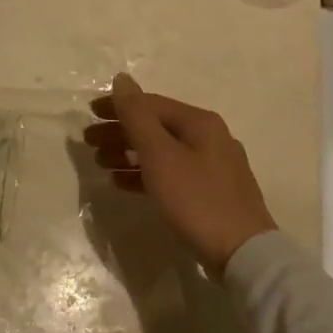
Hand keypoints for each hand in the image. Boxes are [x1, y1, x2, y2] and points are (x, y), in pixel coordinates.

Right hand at [84, 74, 276, 275]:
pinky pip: (171, 173)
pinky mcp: (212, 193)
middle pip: (156, 126)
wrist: (244, 254)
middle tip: (89, 142)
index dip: (117, 106)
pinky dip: (145, 174)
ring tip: (101, 163)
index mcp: (199, 122)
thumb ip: (137, 115)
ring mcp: (213, 167)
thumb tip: (122, 78)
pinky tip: (123, 183)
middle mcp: (209, 138)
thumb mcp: (159, 154)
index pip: (150, 104)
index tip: (89, 115)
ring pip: (162, 151)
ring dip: (128, 153)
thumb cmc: (196, 198)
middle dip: (120, 132)